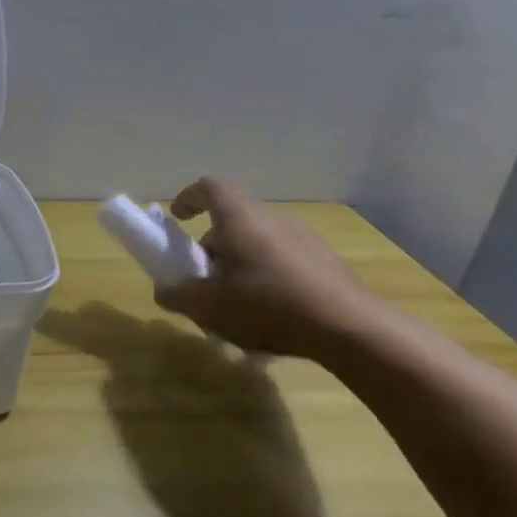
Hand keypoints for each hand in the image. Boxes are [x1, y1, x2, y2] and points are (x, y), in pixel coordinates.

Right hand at [153, 177, 388, 361]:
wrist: (352, 329)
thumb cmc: (267, 305)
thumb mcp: (208, 307)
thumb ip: (178, 295)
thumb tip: (164, 290)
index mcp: (239, 218)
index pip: (210, 187)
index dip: (189, 197)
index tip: (178, 218)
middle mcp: (272, 219)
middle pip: (234, 221)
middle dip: (214, 246)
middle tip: (206, 279)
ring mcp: (306, 239)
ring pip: (260, 243)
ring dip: (242, 265)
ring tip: (239, 304)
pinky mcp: (329, 264)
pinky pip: (287, 262)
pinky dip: (270, 280)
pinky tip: (273, 317)